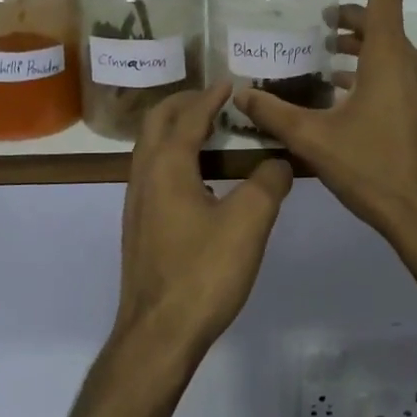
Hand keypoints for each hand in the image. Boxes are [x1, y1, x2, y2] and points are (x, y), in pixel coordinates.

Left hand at [114, 82, 293, 360]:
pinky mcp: (139, 227)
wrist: (158, 333)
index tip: (231, 84)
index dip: (210, 97)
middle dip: (184, 104)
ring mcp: (136, 203)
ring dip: (176, 130)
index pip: (187, 116)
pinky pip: (154, 173)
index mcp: (166, 166)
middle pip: (157, 123)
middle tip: (216, 100)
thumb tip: (280, 161)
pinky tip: (201, 180)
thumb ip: (268, 184)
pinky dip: (174, 157)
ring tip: (211, 133)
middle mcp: (143, 176)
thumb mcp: (248, 224)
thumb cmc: (203, 273)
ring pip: (151, 149)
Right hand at [233, 0, 416, 245]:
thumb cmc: (372, 169)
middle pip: (386, 27)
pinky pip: (403, 76)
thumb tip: (239, 92)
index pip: (384, 1)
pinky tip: (351, 95)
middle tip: (325, 21)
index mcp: (389, 61)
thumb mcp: (314, 140)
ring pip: (395, 53)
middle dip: (356, 18)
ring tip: (332, 56)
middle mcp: (413, 67)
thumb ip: (274, 113)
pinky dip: (377, 71)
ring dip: (365, 47)